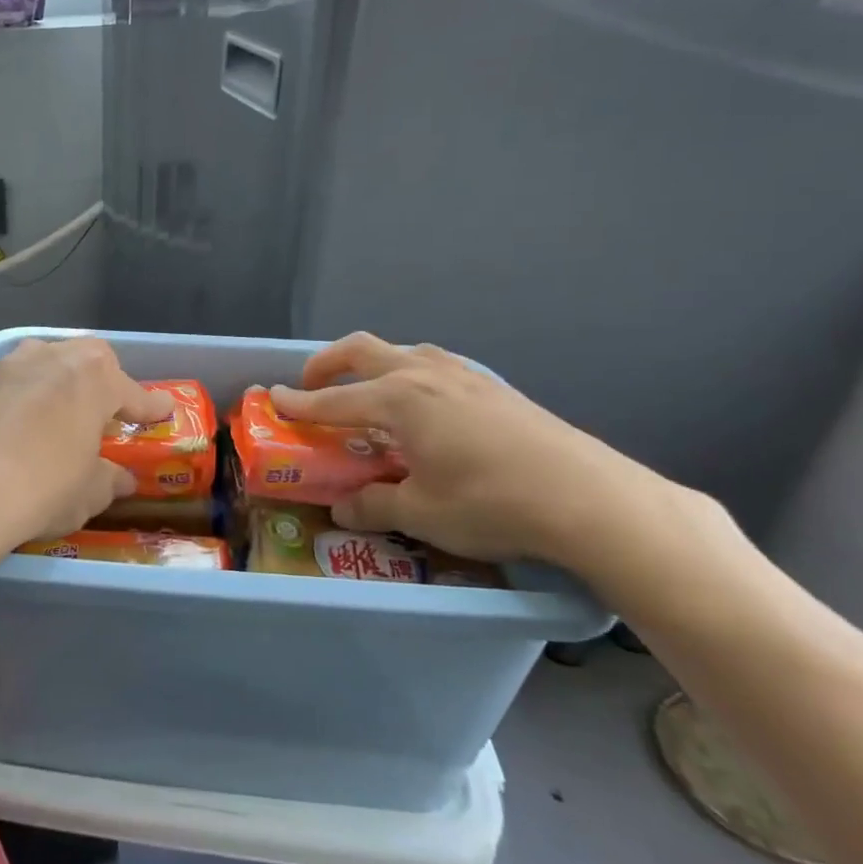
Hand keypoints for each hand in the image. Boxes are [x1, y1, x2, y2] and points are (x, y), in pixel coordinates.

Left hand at [0, 338, 173, 562]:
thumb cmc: (42, 489)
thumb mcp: (87, 494)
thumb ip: (108, 480)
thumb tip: (120, 479)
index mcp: (93, 378)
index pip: (134, 392)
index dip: (150, 406)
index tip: (163, 412)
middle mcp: (52, 358)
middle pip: (87, 359)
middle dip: (102, 380)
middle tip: (105, 411)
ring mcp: (7, 367)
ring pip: (43, 361)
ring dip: (56, 380)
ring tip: (58, 411)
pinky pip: (8, 384)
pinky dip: (19, 398)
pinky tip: (13, 425)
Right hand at [270, 333, 677, 566]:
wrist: (591, 498)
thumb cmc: (493, 503)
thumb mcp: (421, 513)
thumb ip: (373, 505)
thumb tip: (343, 509)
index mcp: (398, 400)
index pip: (332, 401)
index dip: (297, 404)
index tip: (271, 400)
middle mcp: (424, 375)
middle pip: (361, 350)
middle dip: (326, 363)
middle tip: (311, 385)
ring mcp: (464, 376)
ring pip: (403, 350)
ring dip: (373, 363)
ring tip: (368, 392)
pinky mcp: (495, 387)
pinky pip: (436, 365)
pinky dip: (410, 373)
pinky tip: (426, 407)